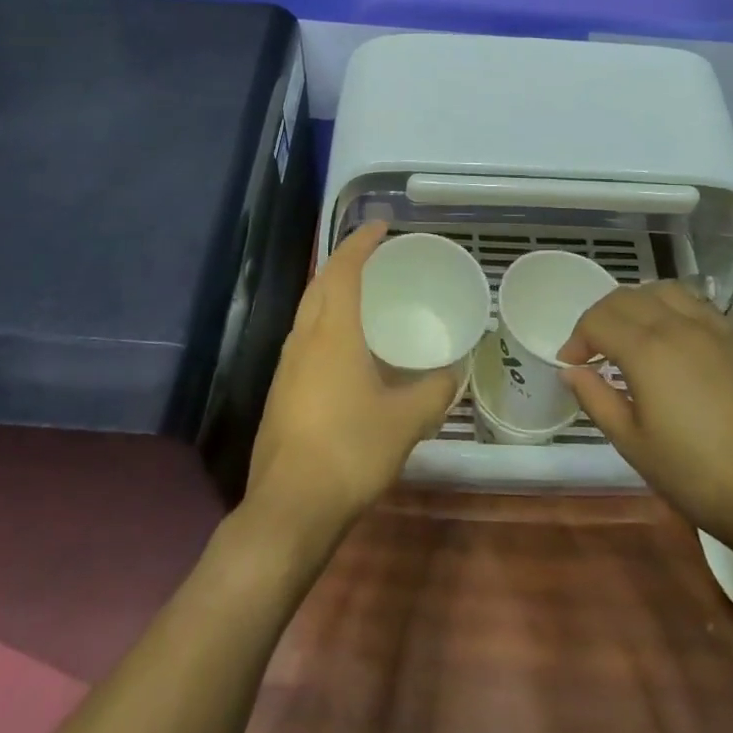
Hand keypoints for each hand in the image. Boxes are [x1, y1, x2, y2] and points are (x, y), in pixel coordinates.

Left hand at [245, 222, 463, 542]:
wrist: (290, 506)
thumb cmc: (350, 450)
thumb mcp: (406, 421)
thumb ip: (434, 391)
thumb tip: (452, 373)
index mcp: (332, 333)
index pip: (344, 269)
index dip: (361, 243)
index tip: (380, 226)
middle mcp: (304, 339)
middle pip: (320, 283)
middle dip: (343, 261)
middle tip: (374, 255)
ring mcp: (286, 365)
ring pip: (307, 310)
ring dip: (330, 290)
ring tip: (360, 293)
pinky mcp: (280, 391)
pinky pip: (304, 338)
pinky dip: (324, 321)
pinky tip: (343, 347)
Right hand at [556, 282, 732, 545]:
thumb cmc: (692, 473)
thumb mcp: (631, 442)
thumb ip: (595, 398)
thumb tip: (571, 370)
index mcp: (647, 350)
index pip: (598, 321)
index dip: (577, 339)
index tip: (571, 365)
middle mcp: (677, 325)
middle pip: (625, 298)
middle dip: (600, 318)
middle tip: (594, 350)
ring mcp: (712, 327)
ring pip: (662, 290)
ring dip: (636, 304)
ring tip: (631, 334)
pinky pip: (695, 303)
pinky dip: (671, 308)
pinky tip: (671, 337)